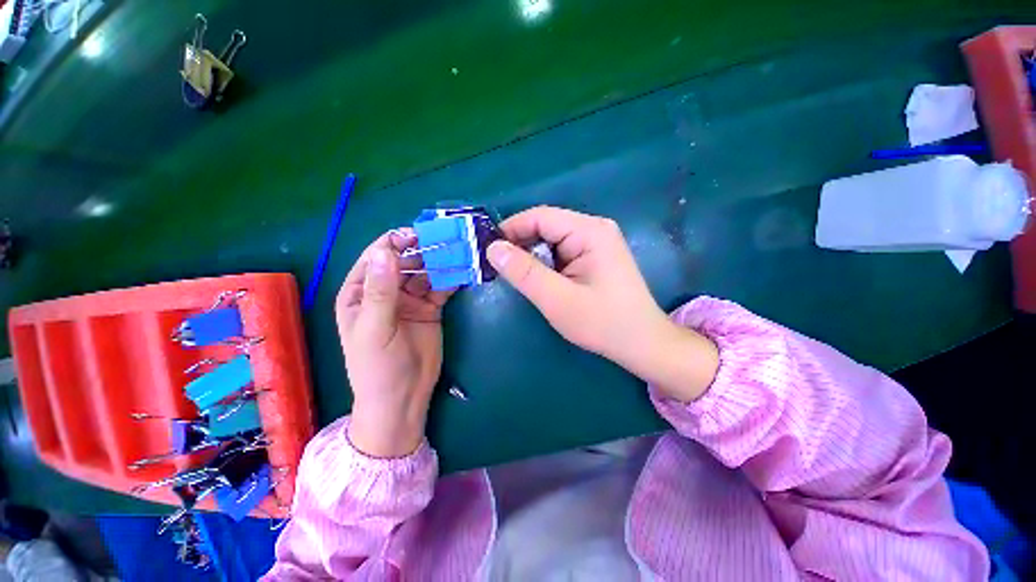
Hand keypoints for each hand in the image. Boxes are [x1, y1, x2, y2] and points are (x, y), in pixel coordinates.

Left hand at [336, 230, 452, 457]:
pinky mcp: (431, 308)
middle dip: (423, 251)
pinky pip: (440, 288)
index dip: (394, 243)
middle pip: (405, 261)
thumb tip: (385, 251)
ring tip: (458, 252)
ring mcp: (410, 299)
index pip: (376, 258)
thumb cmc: (378, 367)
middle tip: (445, 241)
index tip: (417, 234)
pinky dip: (451, 279)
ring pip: (425, 272)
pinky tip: (462, 271)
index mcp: (361, 292)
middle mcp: (386, 291)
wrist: (403, 398)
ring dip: (439, 262)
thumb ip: (381, 291)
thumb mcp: (374, 328)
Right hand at [487, 206, 718, 401]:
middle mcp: (594, 229)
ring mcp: (597, 242)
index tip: (488, 250)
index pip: (540, 217)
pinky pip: (562, 251)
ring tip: (516, 276)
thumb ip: (524, 272)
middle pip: (546, 226)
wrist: (642, 343)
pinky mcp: (596, 256)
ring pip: (552, 240)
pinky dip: (546, 263)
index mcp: (589, 231)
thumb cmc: (602, 323)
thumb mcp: (557, 299)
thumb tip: (492, 247)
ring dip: (532, 255)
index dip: (511, 229)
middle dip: (521, 244)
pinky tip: (540, 279)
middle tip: (498, 267)